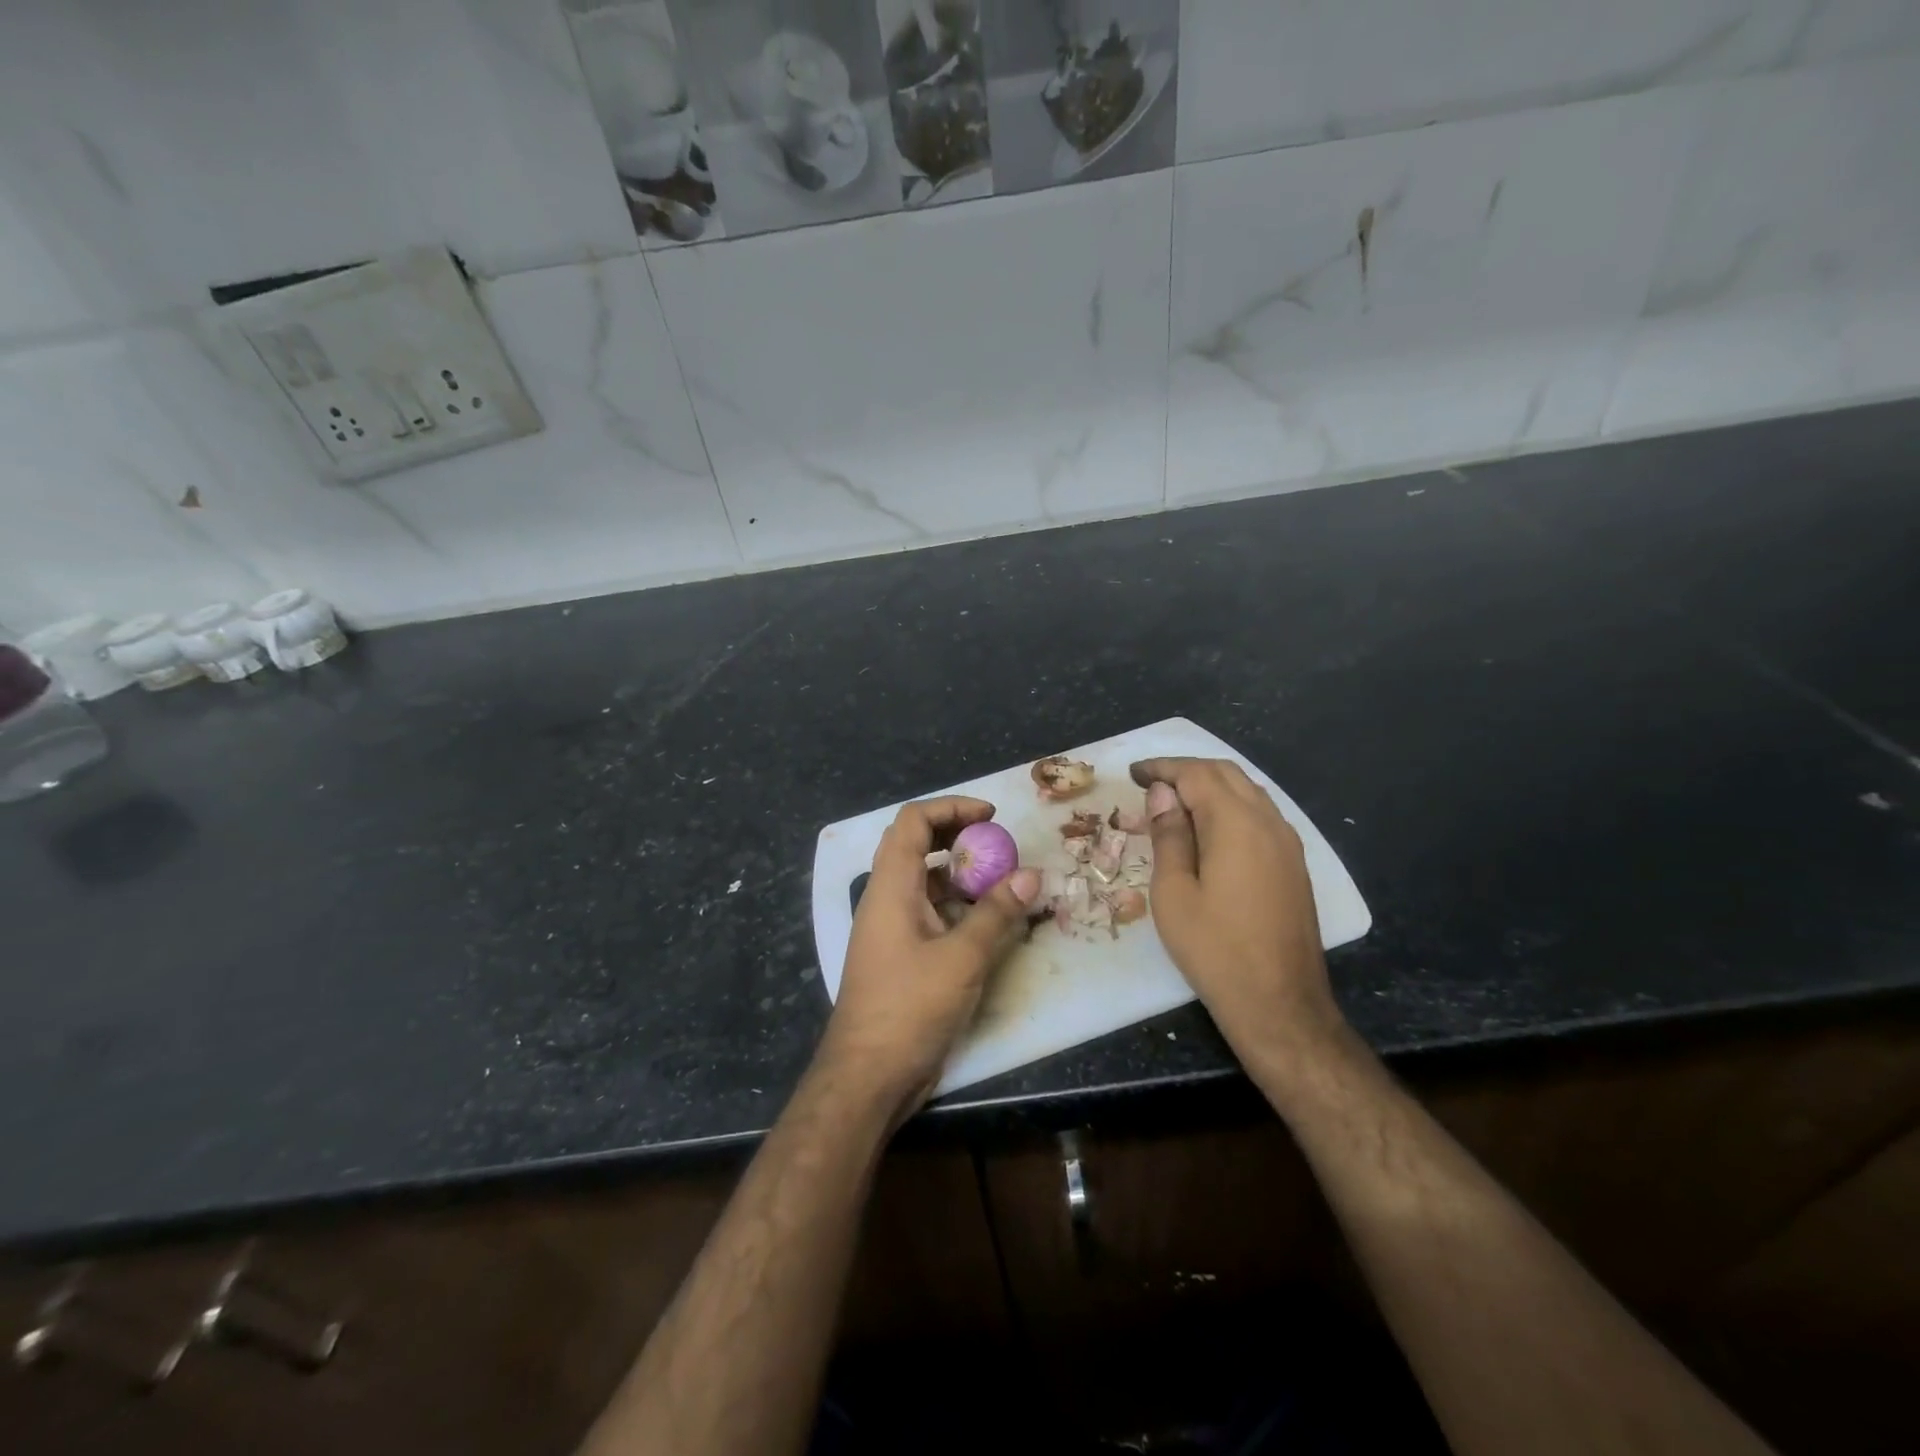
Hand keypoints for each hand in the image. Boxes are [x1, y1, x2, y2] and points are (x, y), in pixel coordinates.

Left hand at [818, 797, 1041, 1124]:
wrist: (868, 1075)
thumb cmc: (910, 1008)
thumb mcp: (962, 958)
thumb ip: (997, 914)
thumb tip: (1031, 874)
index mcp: (891, 887)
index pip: (913, 821)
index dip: (951, 807)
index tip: (991, 817)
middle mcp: (886, 898)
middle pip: (915, 843)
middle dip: (957, 834)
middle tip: (998, 842)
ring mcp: (891, 927)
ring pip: (924, 879)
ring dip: (959, 872)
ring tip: (1000, 879)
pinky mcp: (900, 953)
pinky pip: (928, 911)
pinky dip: (956, 904)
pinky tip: (986, 920)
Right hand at [1129, 757, 1345, 1068]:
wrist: (1279, 1003)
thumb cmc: (1214, 949)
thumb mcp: (1174, 892)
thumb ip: (1169, 835)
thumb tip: (1163, 792)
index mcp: (1236, 823)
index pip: (1196, 774)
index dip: (1162, 768)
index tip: (1133, 773)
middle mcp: (1268, 821)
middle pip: (1226, 774)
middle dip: (1187, 770)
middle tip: (1150, 783)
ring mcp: (1288, 843)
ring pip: (1248, 791)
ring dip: (1211, 785)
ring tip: (1175, 801)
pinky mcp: (1294, 864)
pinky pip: (1261, 814)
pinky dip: (1231, 805)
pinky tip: (1210, 828)